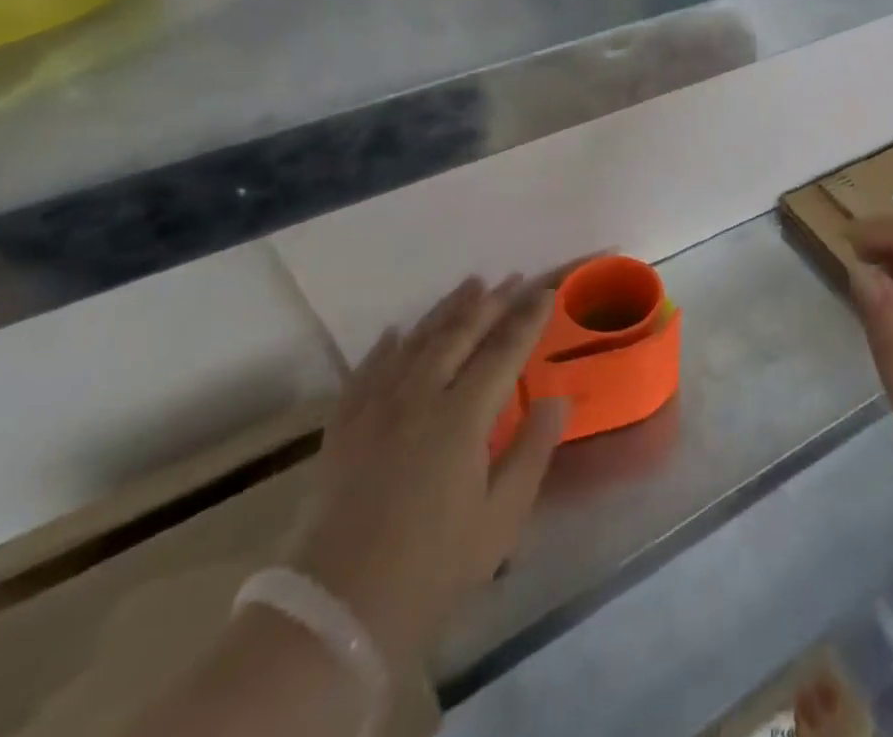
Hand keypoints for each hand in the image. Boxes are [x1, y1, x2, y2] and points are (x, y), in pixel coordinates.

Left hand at [285, 276, 567, 661]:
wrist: (335, 612)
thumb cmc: (432, 568)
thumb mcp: (500, 519)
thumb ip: (532, 451)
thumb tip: (557, 400)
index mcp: (461, 417)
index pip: (503, 351)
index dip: (527, 318)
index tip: (546, 292)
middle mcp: (418, 398)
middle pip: (459, 335)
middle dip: (491, 303)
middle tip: (512, 279)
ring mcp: (375, 410)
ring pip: (415, 342)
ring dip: (446, 311)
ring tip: (470, 285)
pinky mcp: (343, 429)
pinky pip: (366, 371)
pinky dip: (384, 347)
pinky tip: (393, 332)